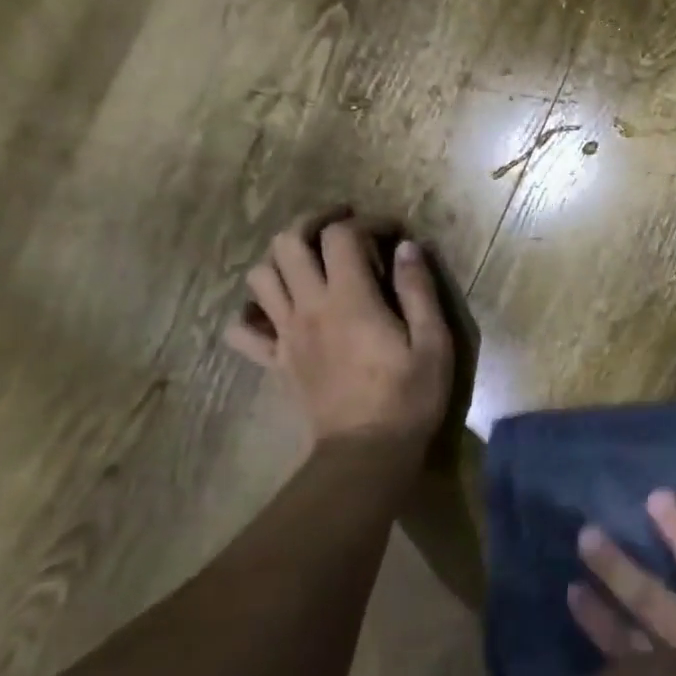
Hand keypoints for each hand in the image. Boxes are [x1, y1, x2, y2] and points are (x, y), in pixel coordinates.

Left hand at [224, 219, 453, 456]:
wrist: (366, 452)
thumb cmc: (409, 396)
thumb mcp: (433, 342)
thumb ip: (418, 289)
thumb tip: (408, 247)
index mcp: (350, 299)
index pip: (342, 236)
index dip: (367, 222)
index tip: (394, 231)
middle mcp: (309, 307)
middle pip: (287, 243)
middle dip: (314, 222)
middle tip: (344, 226)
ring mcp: (285, 335)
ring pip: (259, 277)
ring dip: (283, 259)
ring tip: (313, 262)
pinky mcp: (275, 362)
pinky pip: (242, 330)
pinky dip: (253, 312)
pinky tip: (279, 312)